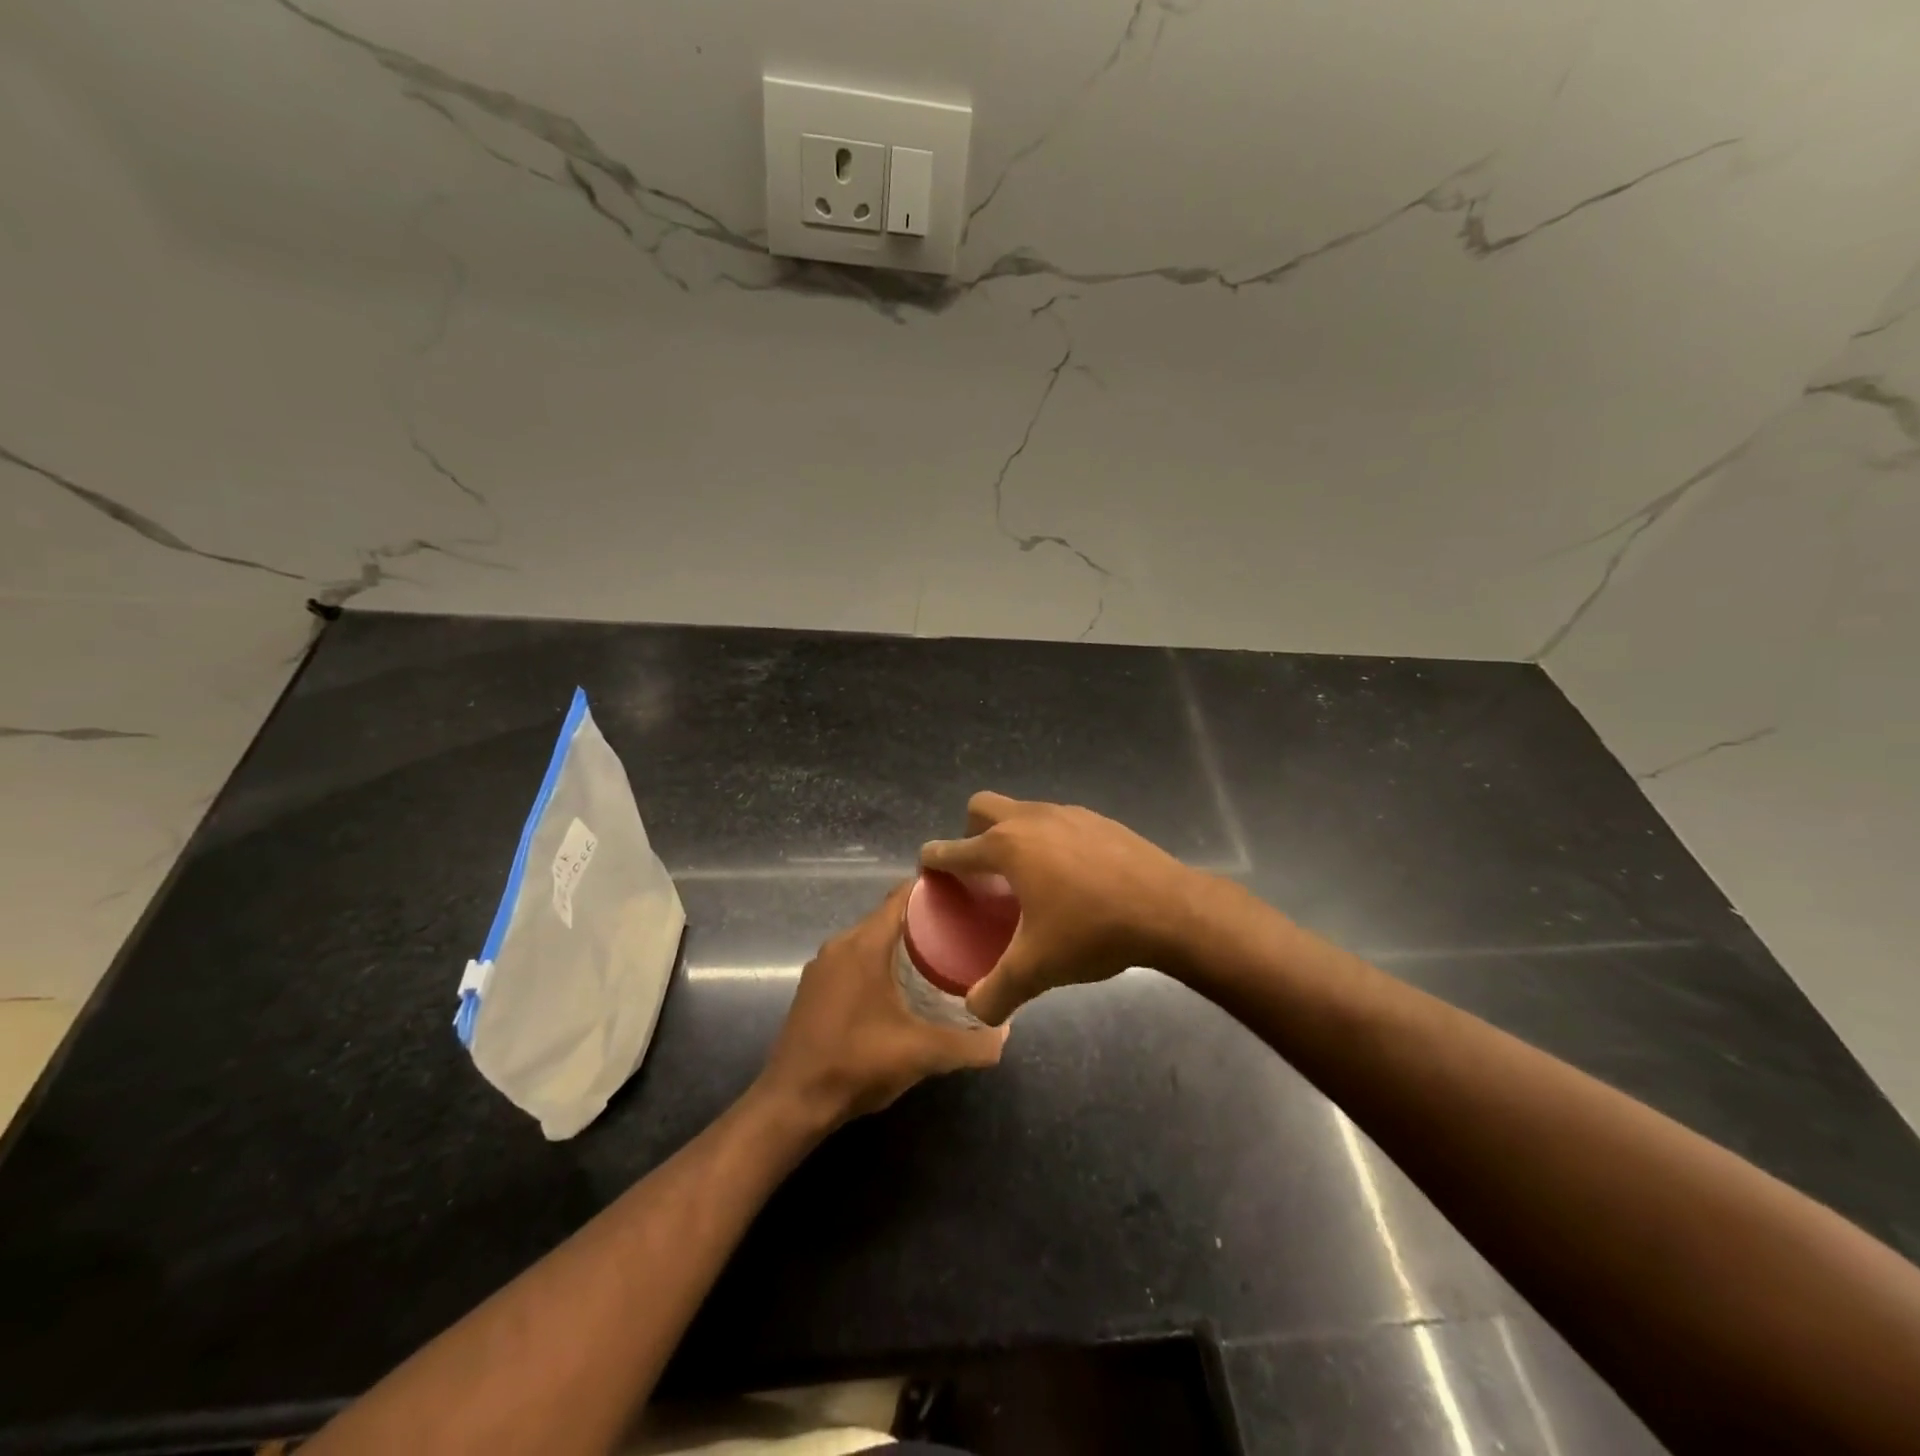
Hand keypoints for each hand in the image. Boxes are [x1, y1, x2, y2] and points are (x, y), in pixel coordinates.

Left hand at [756, 882, 1008, 1129]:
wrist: (792, 1103)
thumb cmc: (856, 1064)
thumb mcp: (921, 1054)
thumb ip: (969, 1045)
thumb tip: (1005, 1036)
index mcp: (863, 944)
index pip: (901, 897)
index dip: (934, 890)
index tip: (967, 894)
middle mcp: (840, 945)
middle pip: (887, 917)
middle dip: (924, 921)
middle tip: (963, 931)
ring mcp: (822, 967)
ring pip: (869, 940)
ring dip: (900, 944)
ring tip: (939, 958)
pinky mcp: (813, 989)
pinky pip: (853, 960)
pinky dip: (878, 962)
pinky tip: (900, 988)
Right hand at [920, 793, 1206, 1025]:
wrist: (1169, 909)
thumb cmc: (1092, 932)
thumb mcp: (1037, 968)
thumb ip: (997, 992)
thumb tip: (975, 1012)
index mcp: (1007, 847)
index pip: (954, 849)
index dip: (934, 859)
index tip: (928, 867)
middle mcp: (1032, 819)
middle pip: (983, 807)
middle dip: (971, 832)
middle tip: (981, 870)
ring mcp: (1069, 814)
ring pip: (1024, 811)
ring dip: (1013, 834)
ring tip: (1027, 877)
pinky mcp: (1099, 820)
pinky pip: (1058, 822)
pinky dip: (1049, 841)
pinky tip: (1070, 877)